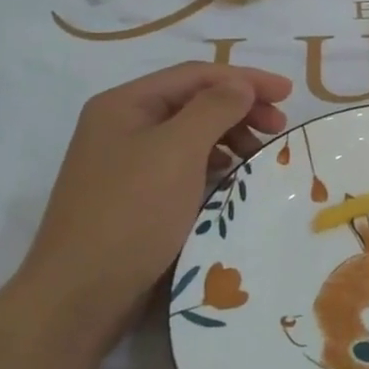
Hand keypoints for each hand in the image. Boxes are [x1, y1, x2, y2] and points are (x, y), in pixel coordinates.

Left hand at [9, 63, 292, 353]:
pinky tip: (229, 175)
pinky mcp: (134, 193)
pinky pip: (183, 162)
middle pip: (193, 100)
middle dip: (240, 107)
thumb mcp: (178, 151)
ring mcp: (125, 161)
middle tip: (278, 126)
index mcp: (124, 104)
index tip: (289, 94)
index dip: (245, 79)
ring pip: (190, 132)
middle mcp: (121, 124)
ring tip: (259, 154)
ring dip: (230, 135)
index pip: (196, 75)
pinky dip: (213, 161)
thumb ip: (215, 108)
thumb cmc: (131, 212)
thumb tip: (242, 85)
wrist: (79, 294)